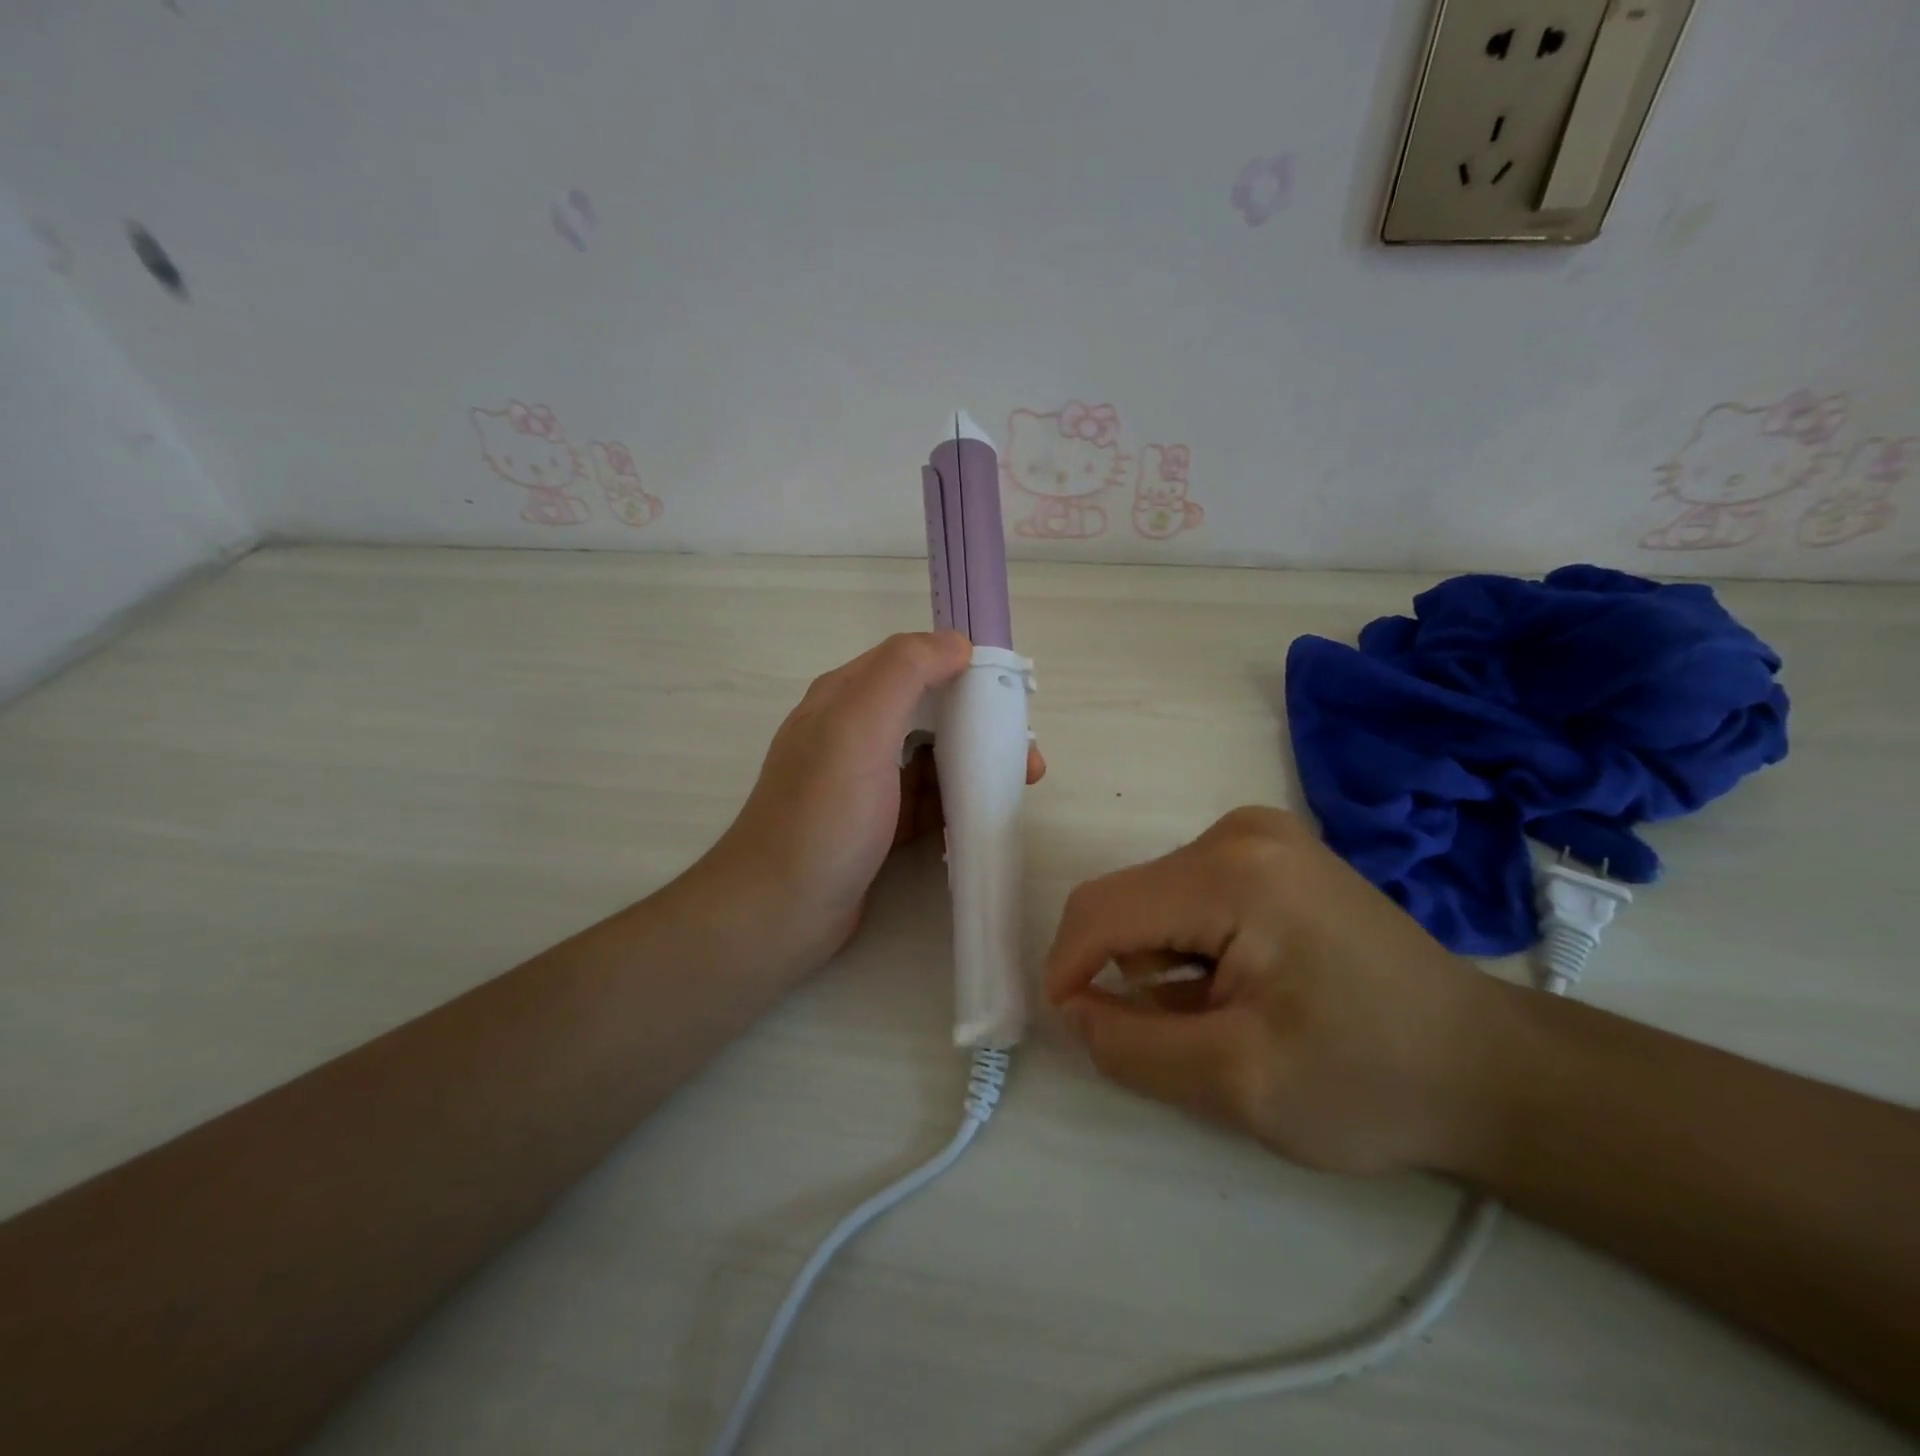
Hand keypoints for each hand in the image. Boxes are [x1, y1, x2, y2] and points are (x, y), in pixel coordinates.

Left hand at [699, 632, 1044, 974]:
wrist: (778, 912)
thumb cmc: (822, 817)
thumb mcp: (858, 730)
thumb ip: (904, 673)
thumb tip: (956, 641)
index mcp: (845, 698)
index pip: (912, 662)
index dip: (962, 668)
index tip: (1009, 693)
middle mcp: (854, 732)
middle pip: (928, 711)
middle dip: (979, 722)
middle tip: (1024, 751)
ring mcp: (865, 781)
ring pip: (931, 757)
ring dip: (976, 763)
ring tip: (1022, 782)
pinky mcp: (877, 824)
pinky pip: (927, 799)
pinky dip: (957, 801)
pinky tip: (986, 813)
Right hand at [1045, 807, 1503, 1175]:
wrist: (1488, 1068)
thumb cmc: (1369, 1080)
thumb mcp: (1237, 1083)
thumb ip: (1131, 1047)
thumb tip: (1073, 1009)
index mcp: (1231, 872)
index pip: (1103, 909)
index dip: (1067, 967)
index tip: (1072, 1027)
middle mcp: (1238, 832)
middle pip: (1129, 901)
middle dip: (1127, 971)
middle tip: (1178, 1038)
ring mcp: (1260, 835)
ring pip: (1155, 899)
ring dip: (1160, 963)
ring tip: (1223, 1016)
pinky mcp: (1272, 854)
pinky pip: (1189, 896)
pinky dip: (1188, 947)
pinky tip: (1238, 986)